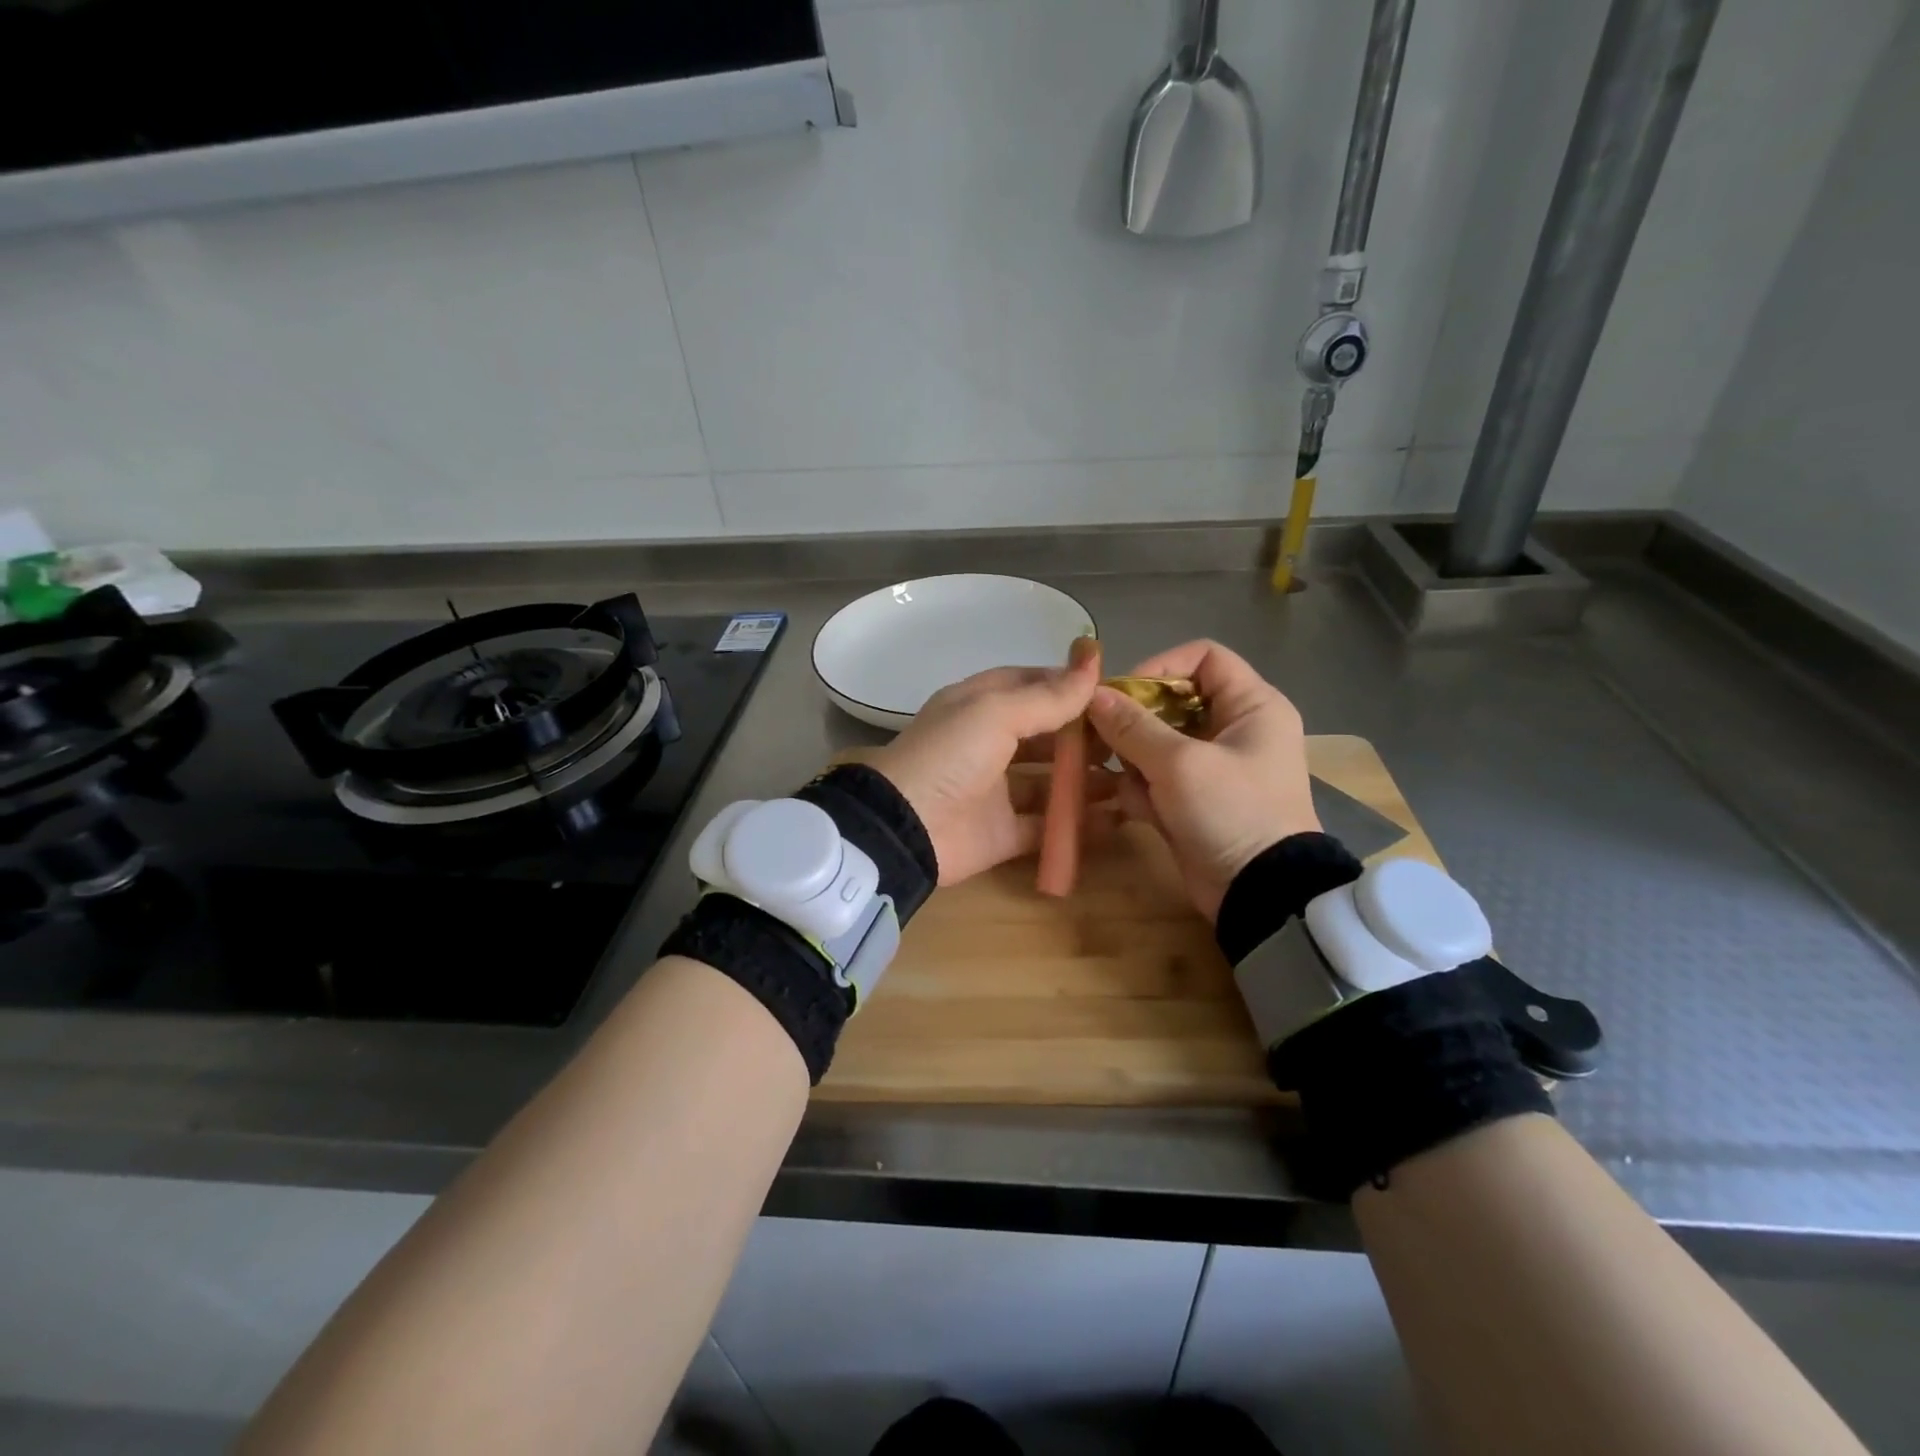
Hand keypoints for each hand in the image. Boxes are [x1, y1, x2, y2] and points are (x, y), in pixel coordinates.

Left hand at [856, 648, 1106, 885]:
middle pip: (1044, 734)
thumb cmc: (949, 756)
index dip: (1069, 686)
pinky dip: (1077, 824)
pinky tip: (1116, 818)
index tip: (1114, 693)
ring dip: (1087, 780)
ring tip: (1132, 778)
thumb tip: (1094, 659)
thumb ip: (1049, 695)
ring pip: (1049, 781)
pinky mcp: (1002, 832)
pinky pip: (1047, 826)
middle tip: (1130, 741)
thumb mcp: (996, 712)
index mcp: (980, 705)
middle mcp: (988, 743)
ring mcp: (995, 790)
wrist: (904, 829)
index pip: (1031, 684)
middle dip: (1085, 736)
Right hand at [1086, 639, 1317, 920]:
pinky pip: (1158, 777)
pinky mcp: (1195, 798)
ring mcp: (1213, 765)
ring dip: (1135, 762)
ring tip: (1128, 783)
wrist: (1260, 893)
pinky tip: (1142, 811)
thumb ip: (1132, 726)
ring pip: (1157, 741)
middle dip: (1136, 723)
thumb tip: (1092, 695)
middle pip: (1172, 701)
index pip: (1204, 657)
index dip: (1161, 667)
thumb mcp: (1179, 764)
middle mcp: (1234, 728)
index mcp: (1251, 706)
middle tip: (1103, 739)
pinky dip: (1144, 791)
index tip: (1124, 695)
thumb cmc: (1231, 812)